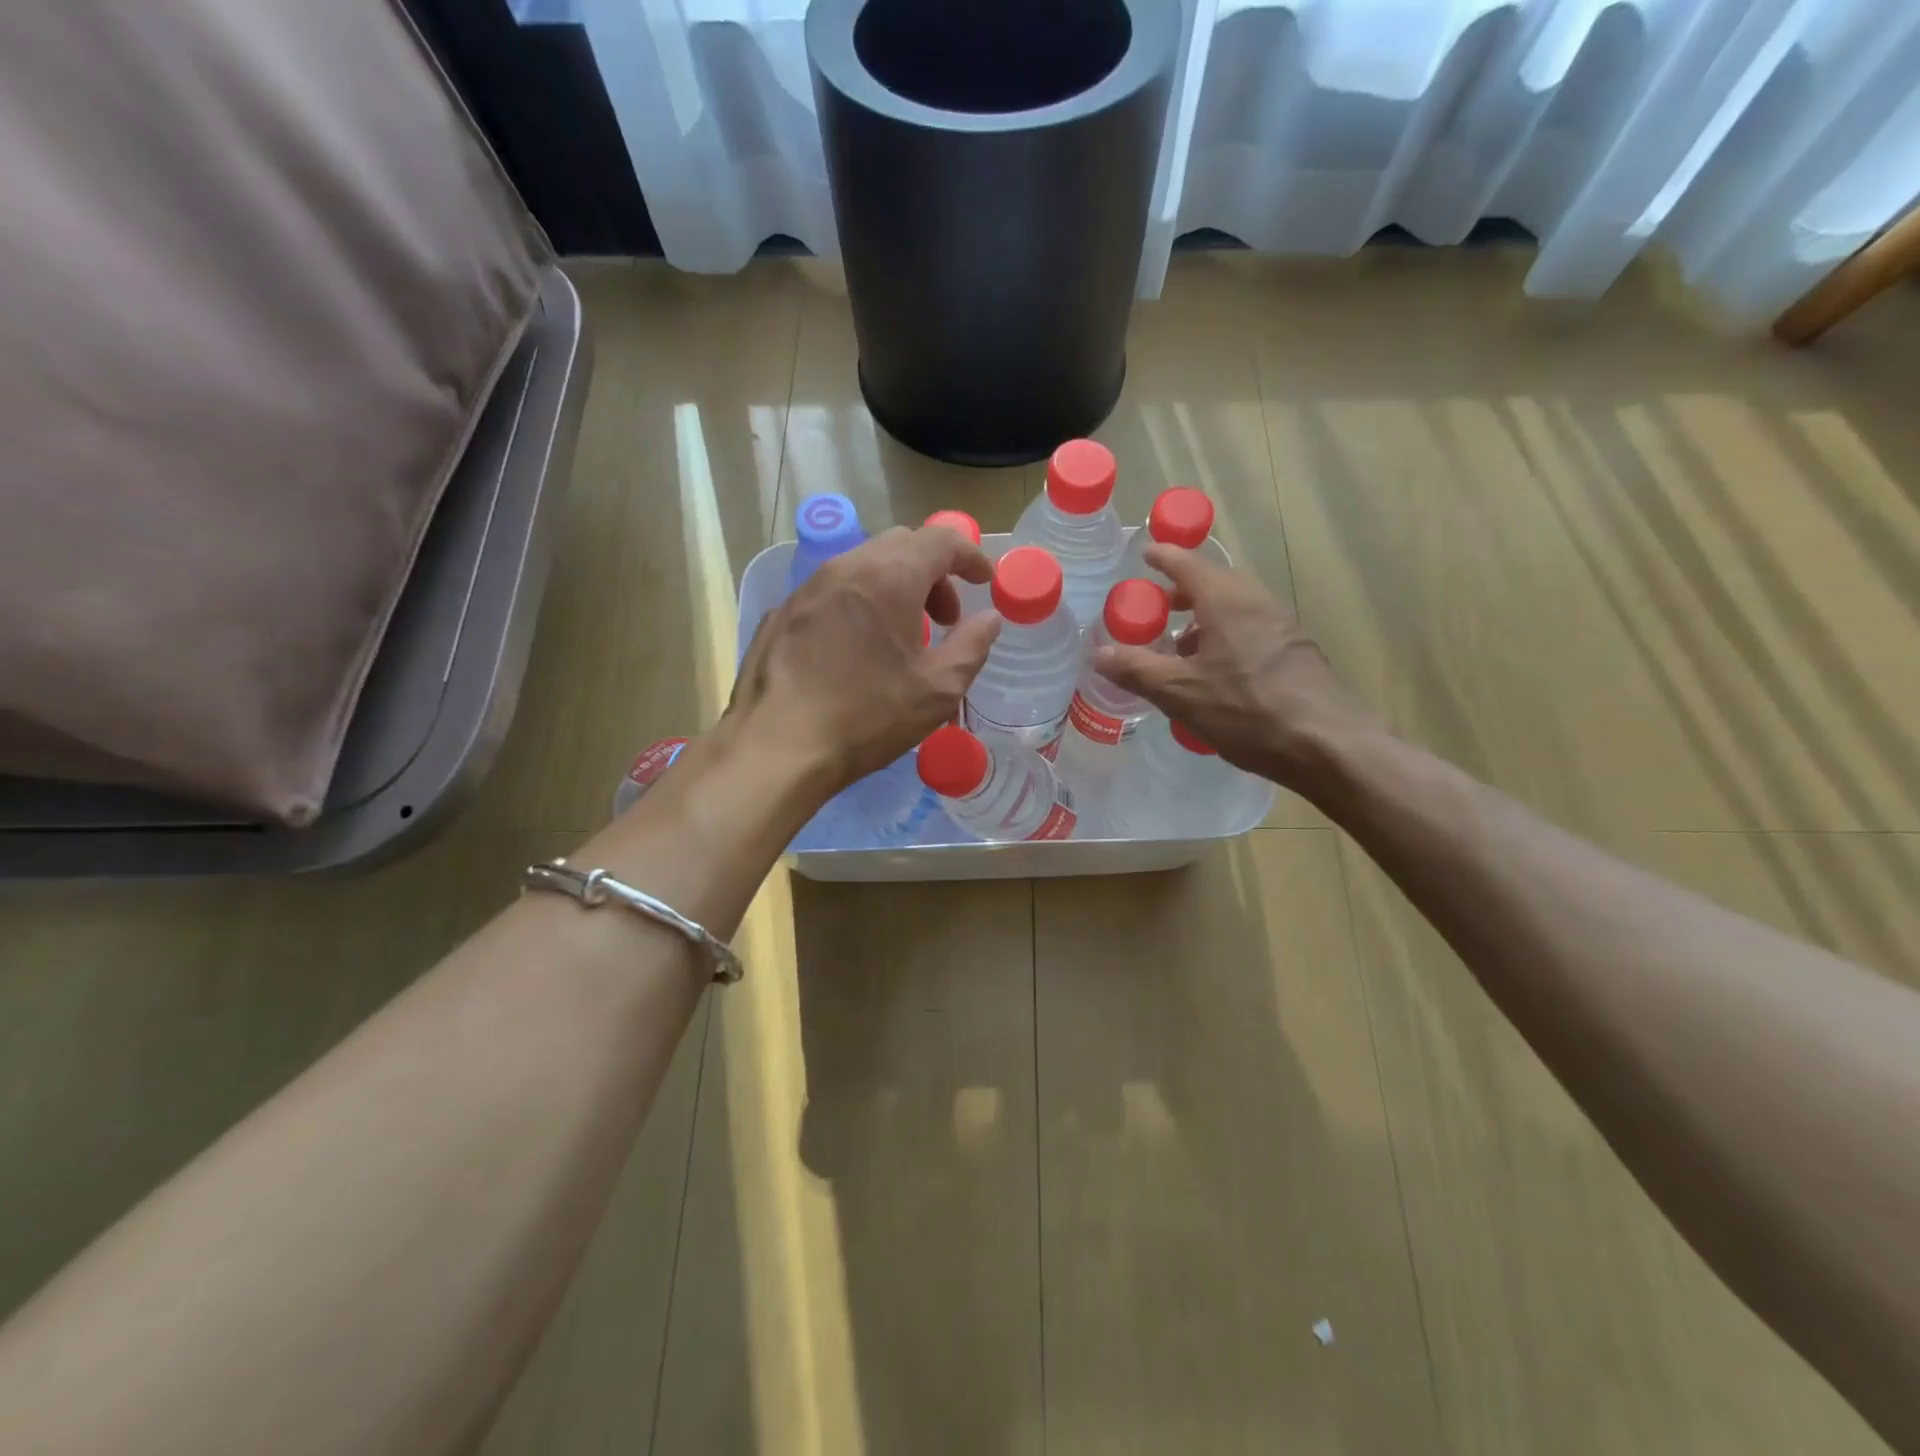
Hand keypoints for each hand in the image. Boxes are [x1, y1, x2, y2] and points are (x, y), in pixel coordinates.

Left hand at [729, 524, 1000, 792]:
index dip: (970, 556)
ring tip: (902, 637)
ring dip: (895, 587)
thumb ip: (972, 646)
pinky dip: (859, 603)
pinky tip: (856, 650)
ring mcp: (807, 587)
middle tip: (946, 619)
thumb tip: (989, 618)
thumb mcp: (937, 689)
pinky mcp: (782, 612)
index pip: (941, 540)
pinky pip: (832, 591)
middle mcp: (846, 567)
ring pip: (863, 565)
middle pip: (901, 546)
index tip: (985, 583)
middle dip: (933, 573)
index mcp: (890, 577)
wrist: (777, 746)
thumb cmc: (867, 716)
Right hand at [1093, 545, 1376, 794]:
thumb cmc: (1248, 711)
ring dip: (1205, 619)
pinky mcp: (1297, 653)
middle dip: (1183, 592)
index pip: (1188, 563)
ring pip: (1235, 609)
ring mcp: (1283, 628)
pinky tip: (1217, 675)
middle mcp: (1257, 603)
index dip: (1163, 557)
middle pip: (1215, 583)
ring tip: (1181, 649)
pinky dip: (1226, 637)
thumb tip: (1098, 653)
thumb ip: (1137, 670)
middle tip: (1157, 609)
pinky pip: (1252, 631)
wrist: (1328, 745)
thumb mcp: (1180, 693)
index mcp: (1227, 602)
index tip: (1145, 555)